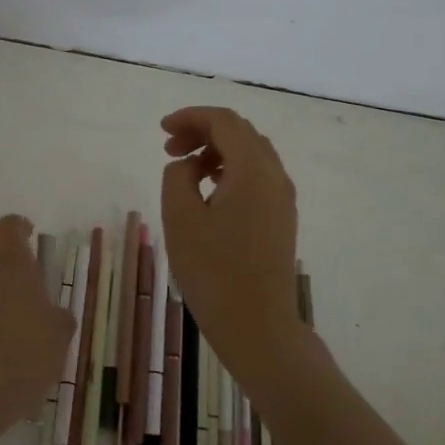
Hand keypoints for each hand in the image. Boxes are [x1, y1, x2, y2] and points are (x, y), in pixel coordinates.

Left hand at [0, 214, 74, 444]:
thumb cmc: (26, 353)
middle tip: (31, 310)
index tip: (29, 237)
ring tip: (12, 341)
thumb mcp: (60, 335)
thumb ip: (59, 317)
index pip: (11, 227)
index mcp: (11, 264)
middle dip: (12, 281)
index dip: (20, 228)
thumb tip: (53, 314)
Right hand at [161, 107, 304, 378]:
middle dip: (202, 132)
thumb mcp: (180, 219)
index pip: (224, 122)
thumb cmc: (214, 272)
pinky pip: (256, 176)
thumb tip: (188, 166)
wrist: (258, 326)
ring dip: (216, 151)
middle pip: (240, 133)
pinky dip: (230, 170)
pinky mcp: (281, 218)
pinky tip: (208, 192)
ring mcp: (283, 198)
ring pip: (250, 154)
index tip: (161, 130)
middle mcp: (275, 176)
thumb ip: (177, 177)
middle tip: (169, 148)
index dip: (190, 117)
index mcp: (253, 170)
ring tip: (184, 170)